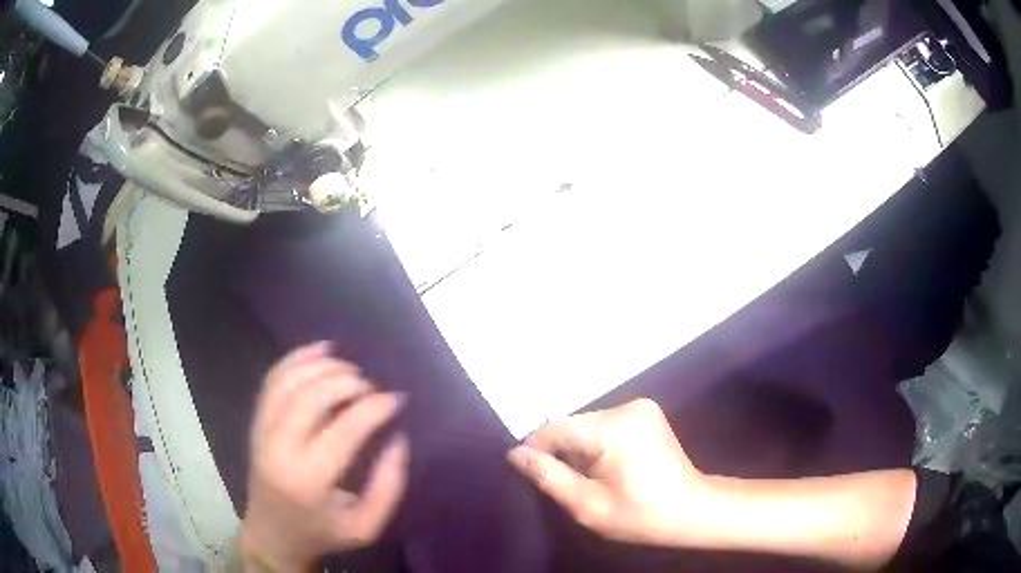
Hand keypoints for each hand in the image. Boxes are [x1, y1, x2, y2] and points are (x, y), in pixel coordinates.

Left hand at [241, 343, 408, 571]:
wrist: (273, 534)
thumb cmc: (323, 532)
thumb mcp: (367, 526)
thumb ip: (388, 486)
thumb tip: (397, 439)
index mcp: (309, 480)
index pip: (345, 430)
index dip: (374, 408)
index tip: (396, 400)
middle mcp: (280, 450)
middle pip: (311, 397)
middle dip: (346, 381)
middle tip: (371, 385)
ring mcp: (262, 432)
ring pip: (288, 382)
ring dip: (322, 366)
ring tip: (350, 368)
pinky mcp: (256, 423)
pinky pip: (272, 381)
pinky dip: (295, 359)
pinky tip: (320, 350)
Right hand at [508, 399, 726, 547]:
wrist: (692, 509)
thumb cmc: (640, 515)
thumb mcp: (588, 506)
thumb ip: (549, 477)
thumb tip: (516, 454)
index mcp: (613, 428)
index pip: (555, 428)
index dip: (536, 450)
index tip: (534, 476)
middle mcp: (627, 407)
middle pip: (572, 425)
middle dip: (562, 452)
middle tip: (567, 484)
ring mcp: (640, 407)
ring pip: (587, 424)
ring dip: (579, 448)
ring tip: (589, 478)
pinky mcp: (646, 413)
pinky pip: (605, 424)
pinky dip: (597, 444)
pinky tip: (607, 467)